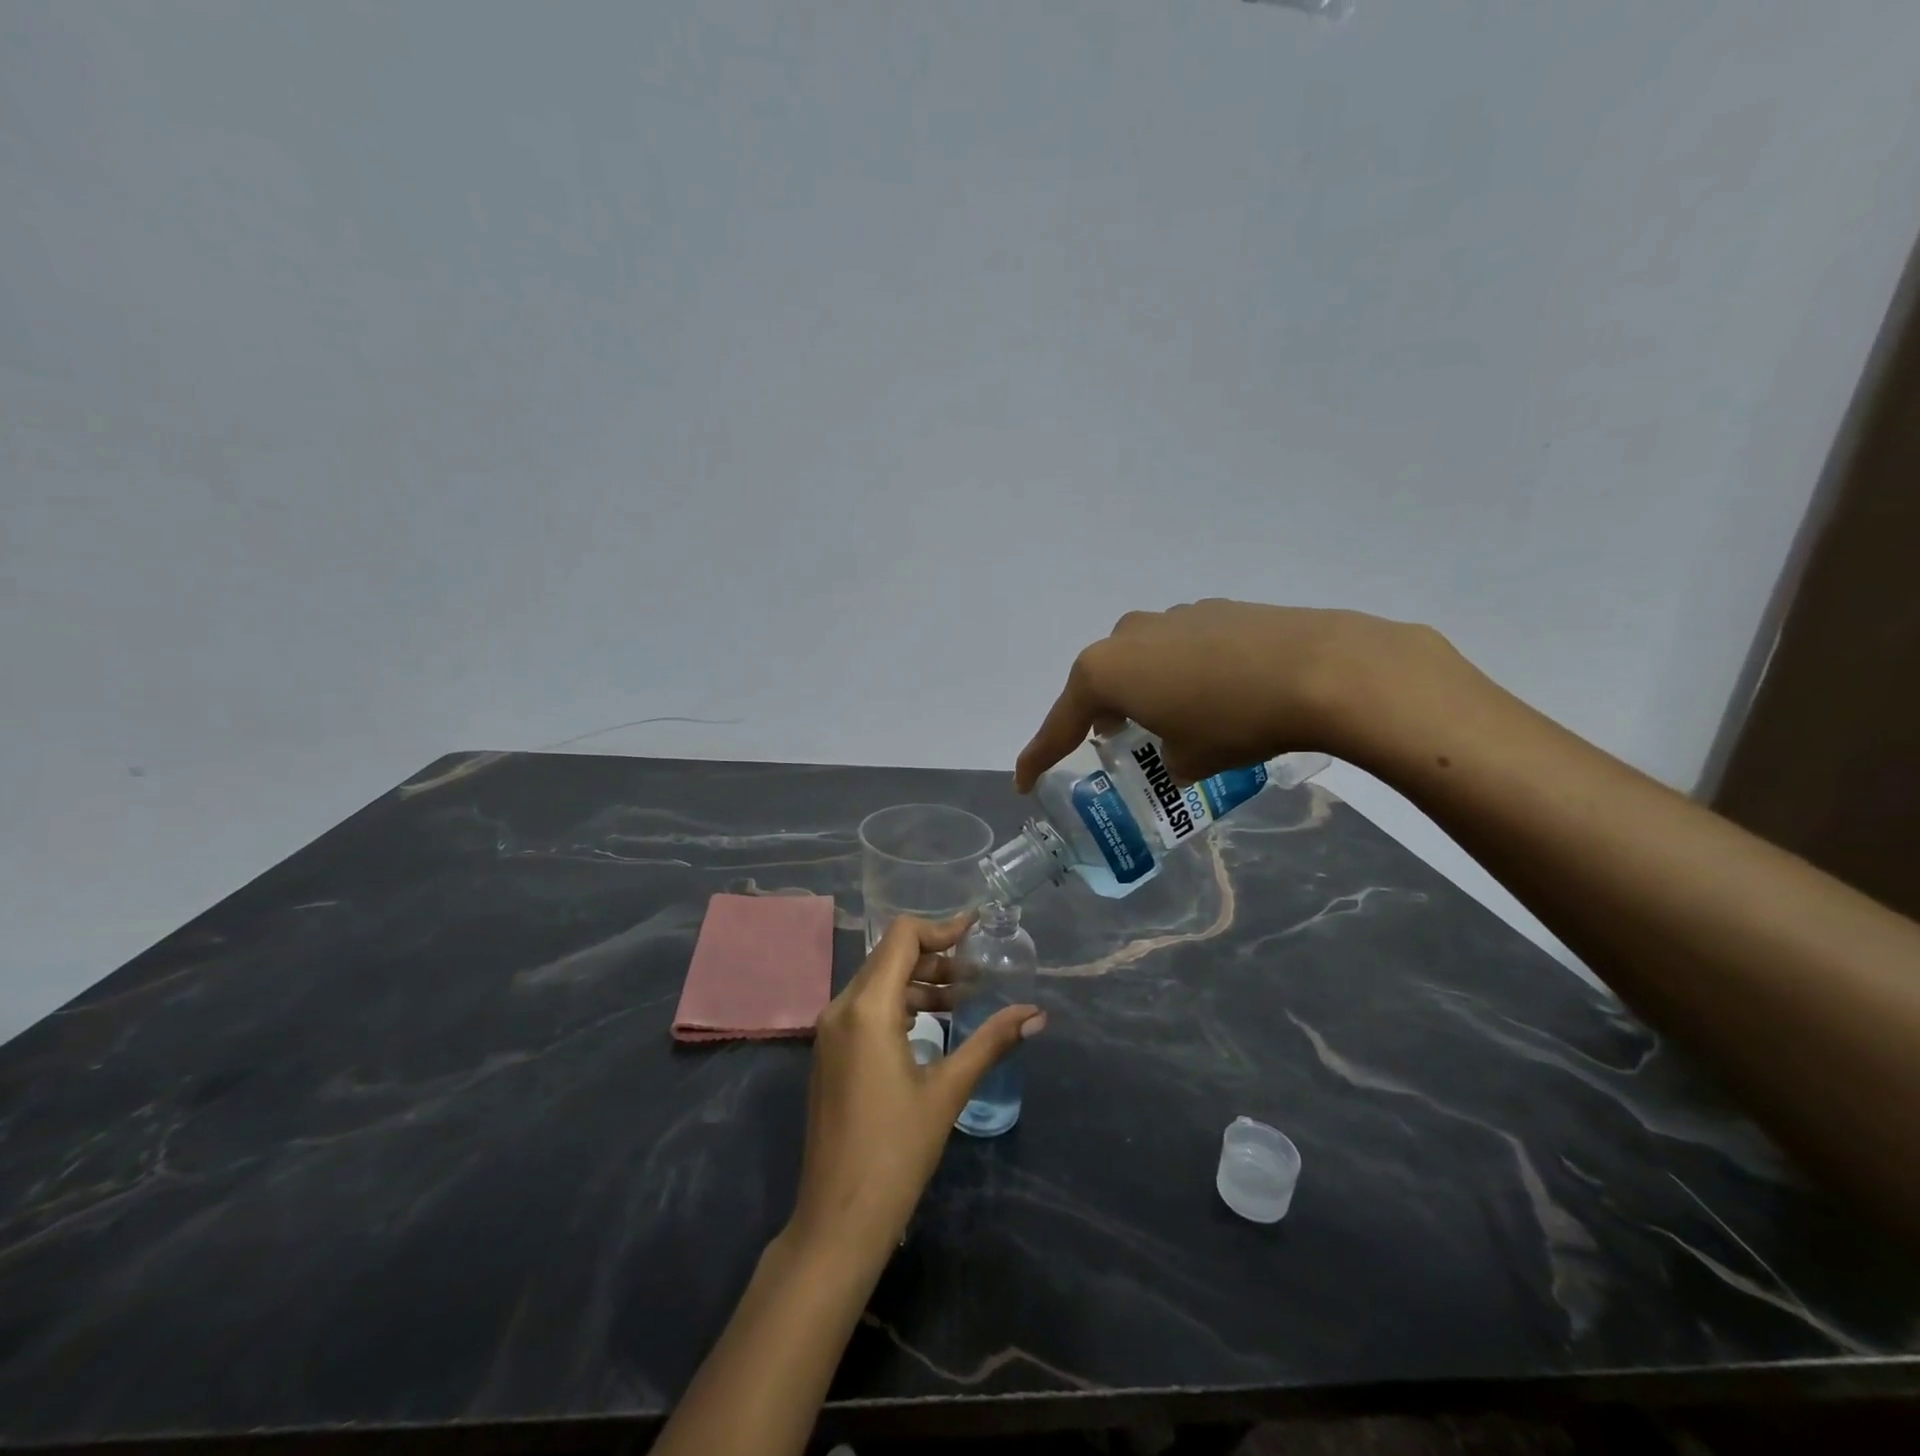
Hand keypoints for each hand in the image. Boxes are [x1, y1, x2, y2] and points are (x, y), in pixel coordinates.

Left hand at [785, 915, 1045, 1264]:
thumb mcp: (948, 1090)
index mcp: (867, 1008)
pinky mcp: (829, 1053)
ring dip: (919, 982)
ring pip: (877, 983)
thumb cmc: (896, 1150)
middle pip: (890, 957)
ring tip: (963, 999)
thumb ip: (991, 1042)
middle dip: (935, 957)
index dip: (941, 928)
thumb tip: (1037, 1014)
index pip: (902, 938)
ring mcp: (829, 1032)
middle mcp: (841, 1008)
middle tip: (978, 972)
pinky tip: (931, 1026)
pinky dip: (900, 1004)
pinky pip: (866, 1008)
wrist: (838, 1218)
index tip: (977, 929)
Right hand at [1015, 600, 1452, 788]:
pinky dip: (1183, 672)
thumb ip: (1169, 755)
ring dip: (1144, 689)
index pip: (1061, 723)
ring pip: (1141, 658)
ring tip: (1171, 718)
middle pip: (1099, 680)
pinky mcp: (1217, 610)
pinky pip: (1180, 647)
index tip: (1023, 782)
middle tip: (1112, 741)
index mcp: (1106, 670)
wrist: (1323, 670)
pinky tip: (1216, 693)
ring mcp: (1174, 616)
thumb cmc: (1235, 722)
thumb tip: (1180, 748)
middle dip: (1100, 713)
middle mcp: (1130, 634)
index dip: (1040, 756)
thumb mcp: (1190, 759)